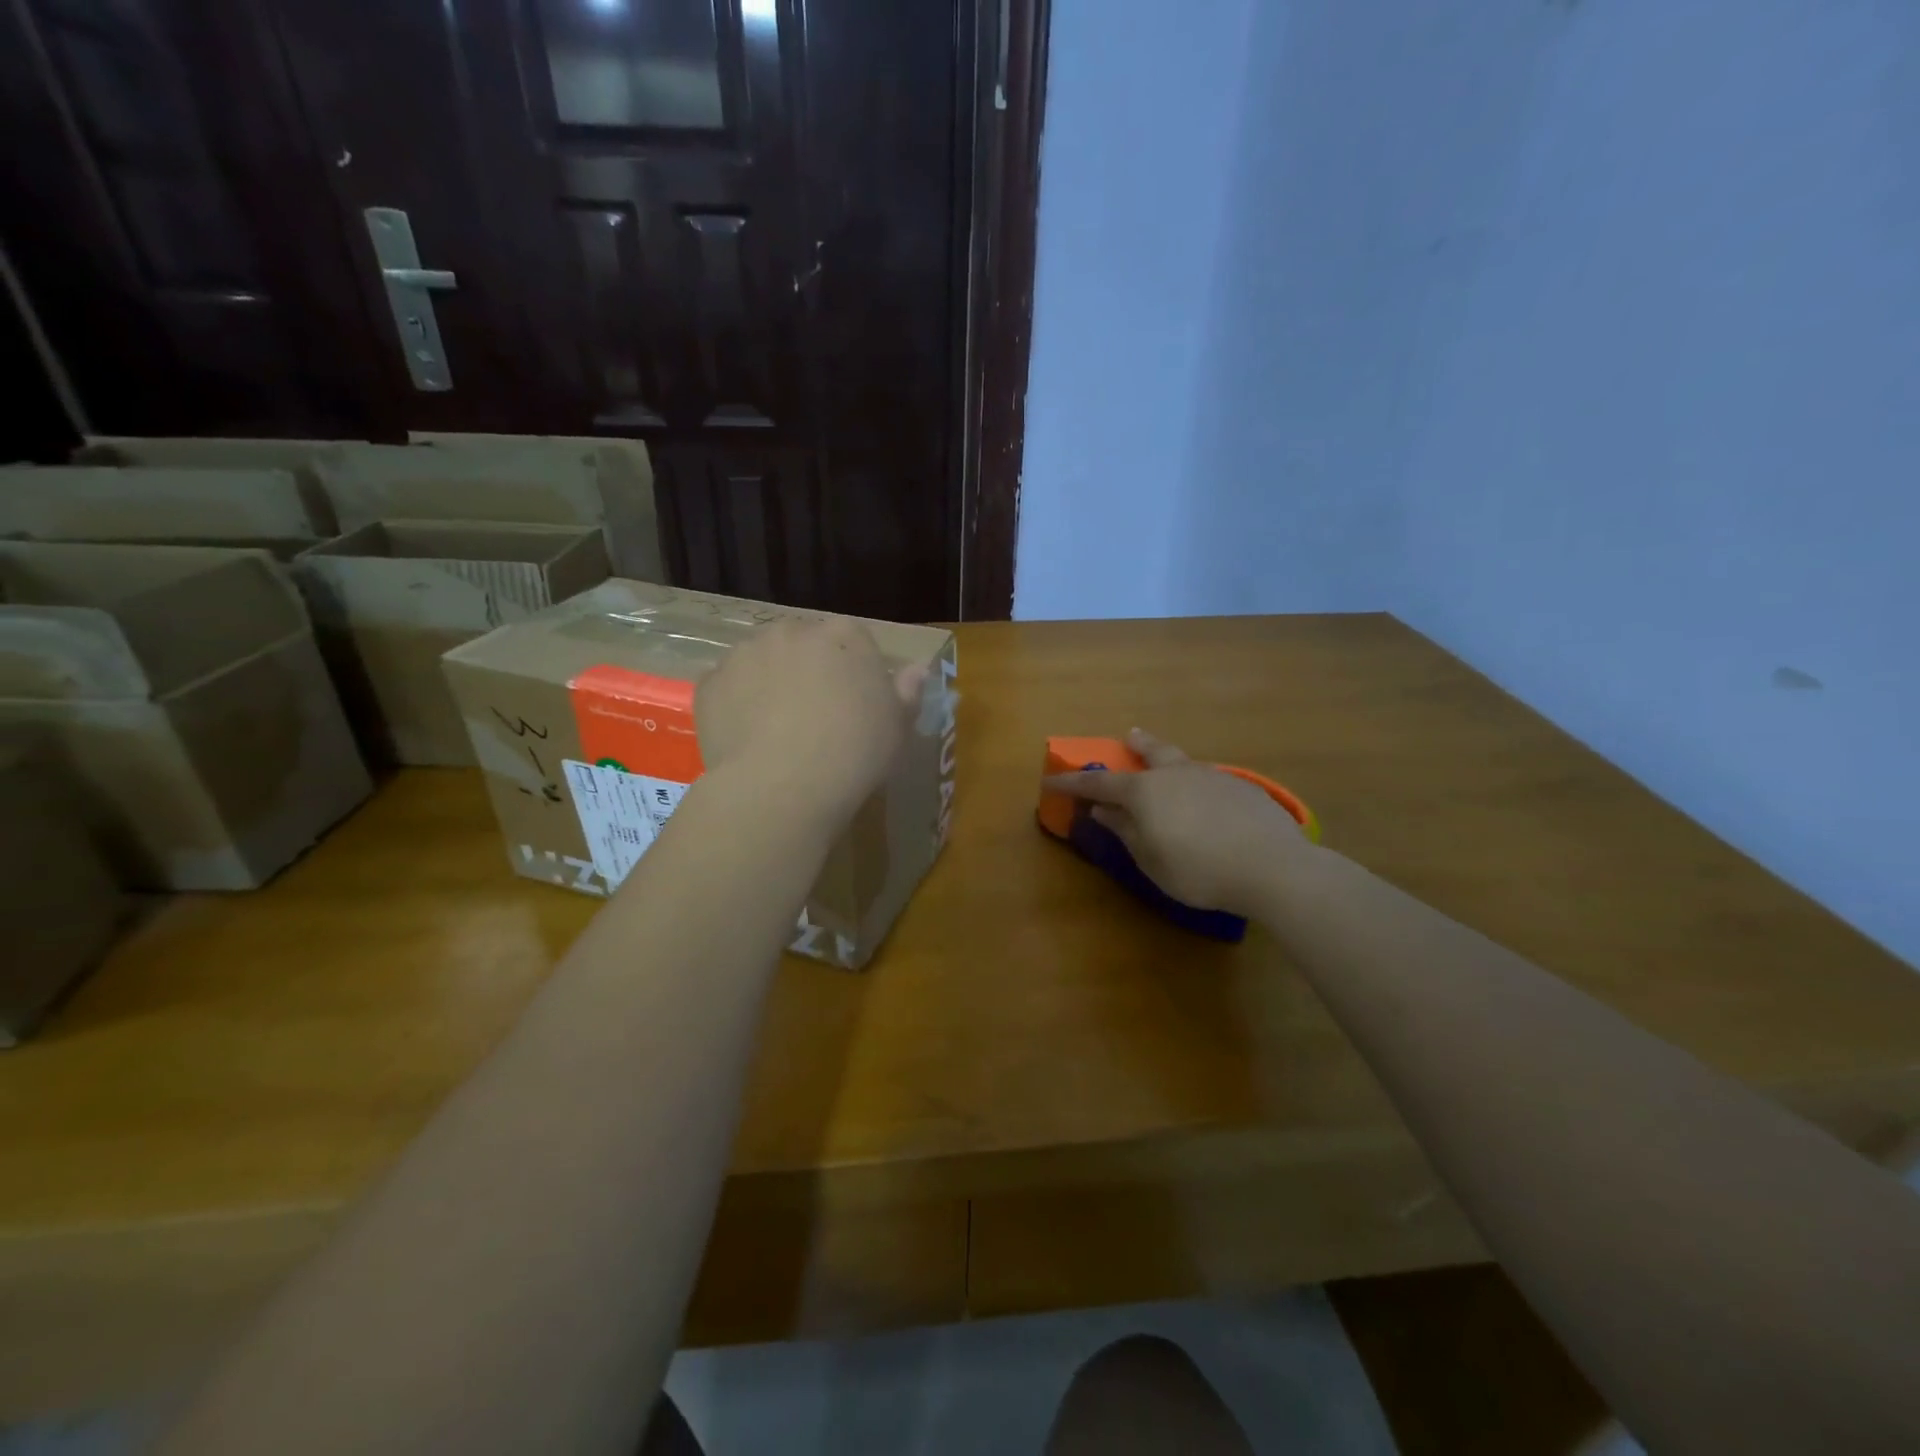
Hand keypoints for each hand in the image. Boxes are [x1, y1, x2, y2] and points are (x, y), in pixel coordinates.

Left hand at [696, 618, 927, 826]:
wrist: (783, 786)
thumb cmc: (854, 752)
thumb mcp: (897, 726)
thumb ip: (907, 691)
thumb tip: (918, 668)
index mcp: (844, 636)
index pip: (852, 639)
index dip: (853, 671)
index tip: (855, 704)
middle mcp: (791, 631)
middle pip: (802, 644)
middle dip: (807, 670)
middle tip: (815, 716)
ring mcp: (745, 654)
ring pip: (761, 661)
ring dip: (769, 682)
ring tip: (776, 729)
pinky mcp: (709, 684)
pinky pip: (728, 688)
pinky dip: (736, 705)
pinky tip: (748, 738)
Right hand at [1043, 728, 1311, 913]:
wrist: (1272, 866)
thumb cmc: (1198, 869)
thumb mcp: (1150, 860)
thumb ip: (1125, 831)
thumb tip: (1102, 810)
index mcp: (1146, 792)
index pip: (1099, 784)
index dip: (1072, 783)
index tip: (1051, 781)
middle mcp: (1176, 774)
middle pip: (1151, 752)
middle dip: (1136, 745)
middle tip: (1129, 735)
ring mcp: (1213, 777)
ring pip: (1183, 763)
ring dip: (1170, 763)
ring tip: (1170, 771)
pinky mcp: (1243, 788)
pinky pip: (1210, 781)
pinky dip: (1199, 786)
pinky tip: (1210, 805)